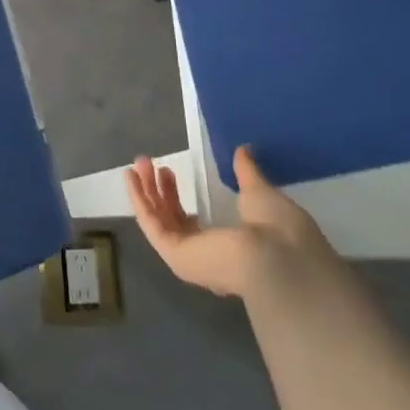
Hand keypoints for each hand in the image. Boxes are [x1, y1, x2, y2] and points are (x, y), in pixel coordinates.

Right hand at [127, 145, 336, 301]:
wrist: (278, 258)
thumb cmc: (277, 230)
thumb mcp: (260, 194)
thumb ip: (247, 174)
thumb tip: (243, 151)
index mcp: (228, 249)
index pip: (193, 225)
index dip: (176, 198)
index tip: (169, 172)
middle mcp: (205, 256)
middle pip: (171, 220)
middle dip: (158, 192)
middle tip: (148, 164)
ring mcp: (189, 257)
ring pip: (159, 221)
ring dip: (145, 192)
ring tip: (136, 165)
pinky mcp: (176, 255)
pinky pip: (152, 225)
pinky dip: (139, 200)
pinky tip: (130, 177)